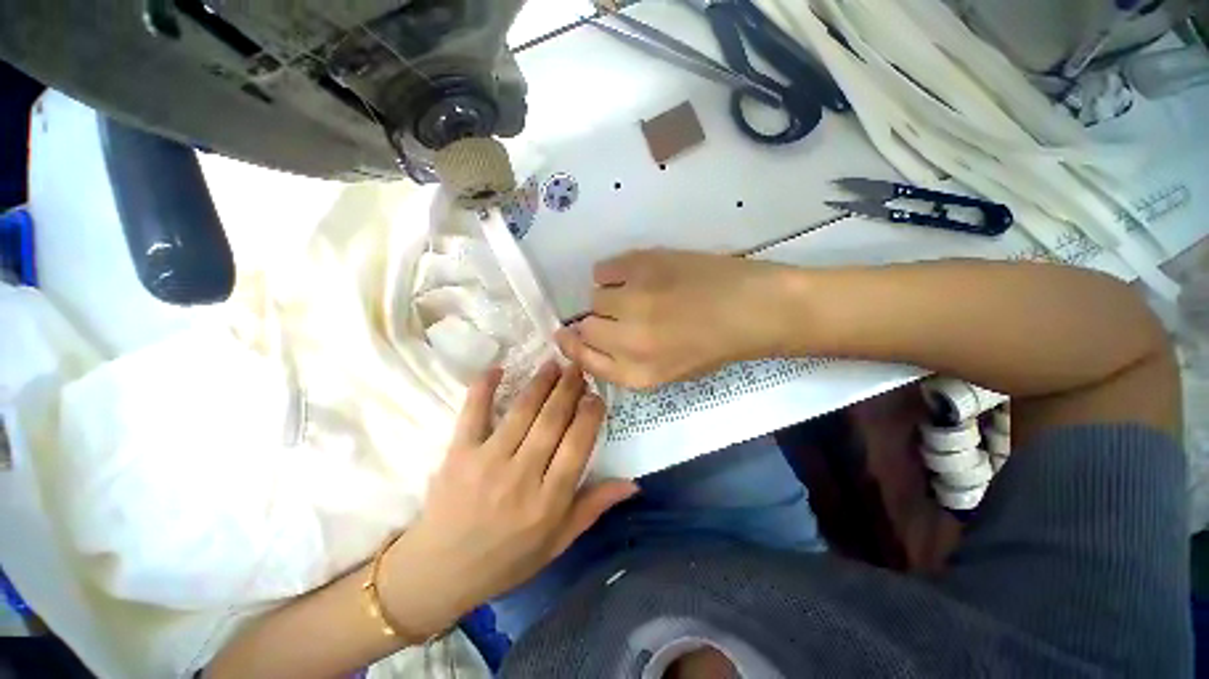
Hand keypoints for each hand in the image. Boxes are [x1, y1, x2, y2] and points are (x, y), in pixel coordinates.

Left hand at [379, 363, 637, 636]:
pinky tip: (498, 369)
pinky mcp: (459, 454)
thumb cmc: (507, 559)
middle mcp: (521, 477)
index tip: (596, 395)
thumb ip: (594, 507)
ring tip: (553, 364)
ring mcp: (487, 462)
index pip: (577, 446)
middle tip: (577, 368)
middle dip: (568, 389)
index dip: (589, 415)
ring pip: (522, 411)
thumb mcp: (558, 542)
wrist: (440, 573)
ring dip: (540, 383)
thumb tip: (633, 483)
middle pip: (552, 421)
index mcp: (548, 502)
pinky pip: (473, 413)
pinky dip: (484, 388)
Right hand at [557, 249, 799, 388]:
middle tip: (616, 314)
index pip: (584, 360)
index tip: (566, 335)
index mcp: (638, 373)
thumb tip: (591, 339)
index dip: (573, 346)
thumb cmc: (714, 346)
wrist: (752, 309)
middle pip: (586, 327)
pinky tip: (631, 274)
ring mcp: (635, 300)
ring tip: (633, 293)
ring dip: (608, 297)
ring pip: (594, 297)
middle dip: (595, 322)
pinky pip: (602, 269)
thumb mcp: (667, 372)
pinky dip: (610, 273)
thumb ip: (625, 363)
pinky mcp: (642, 266)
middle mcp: (630, 340)